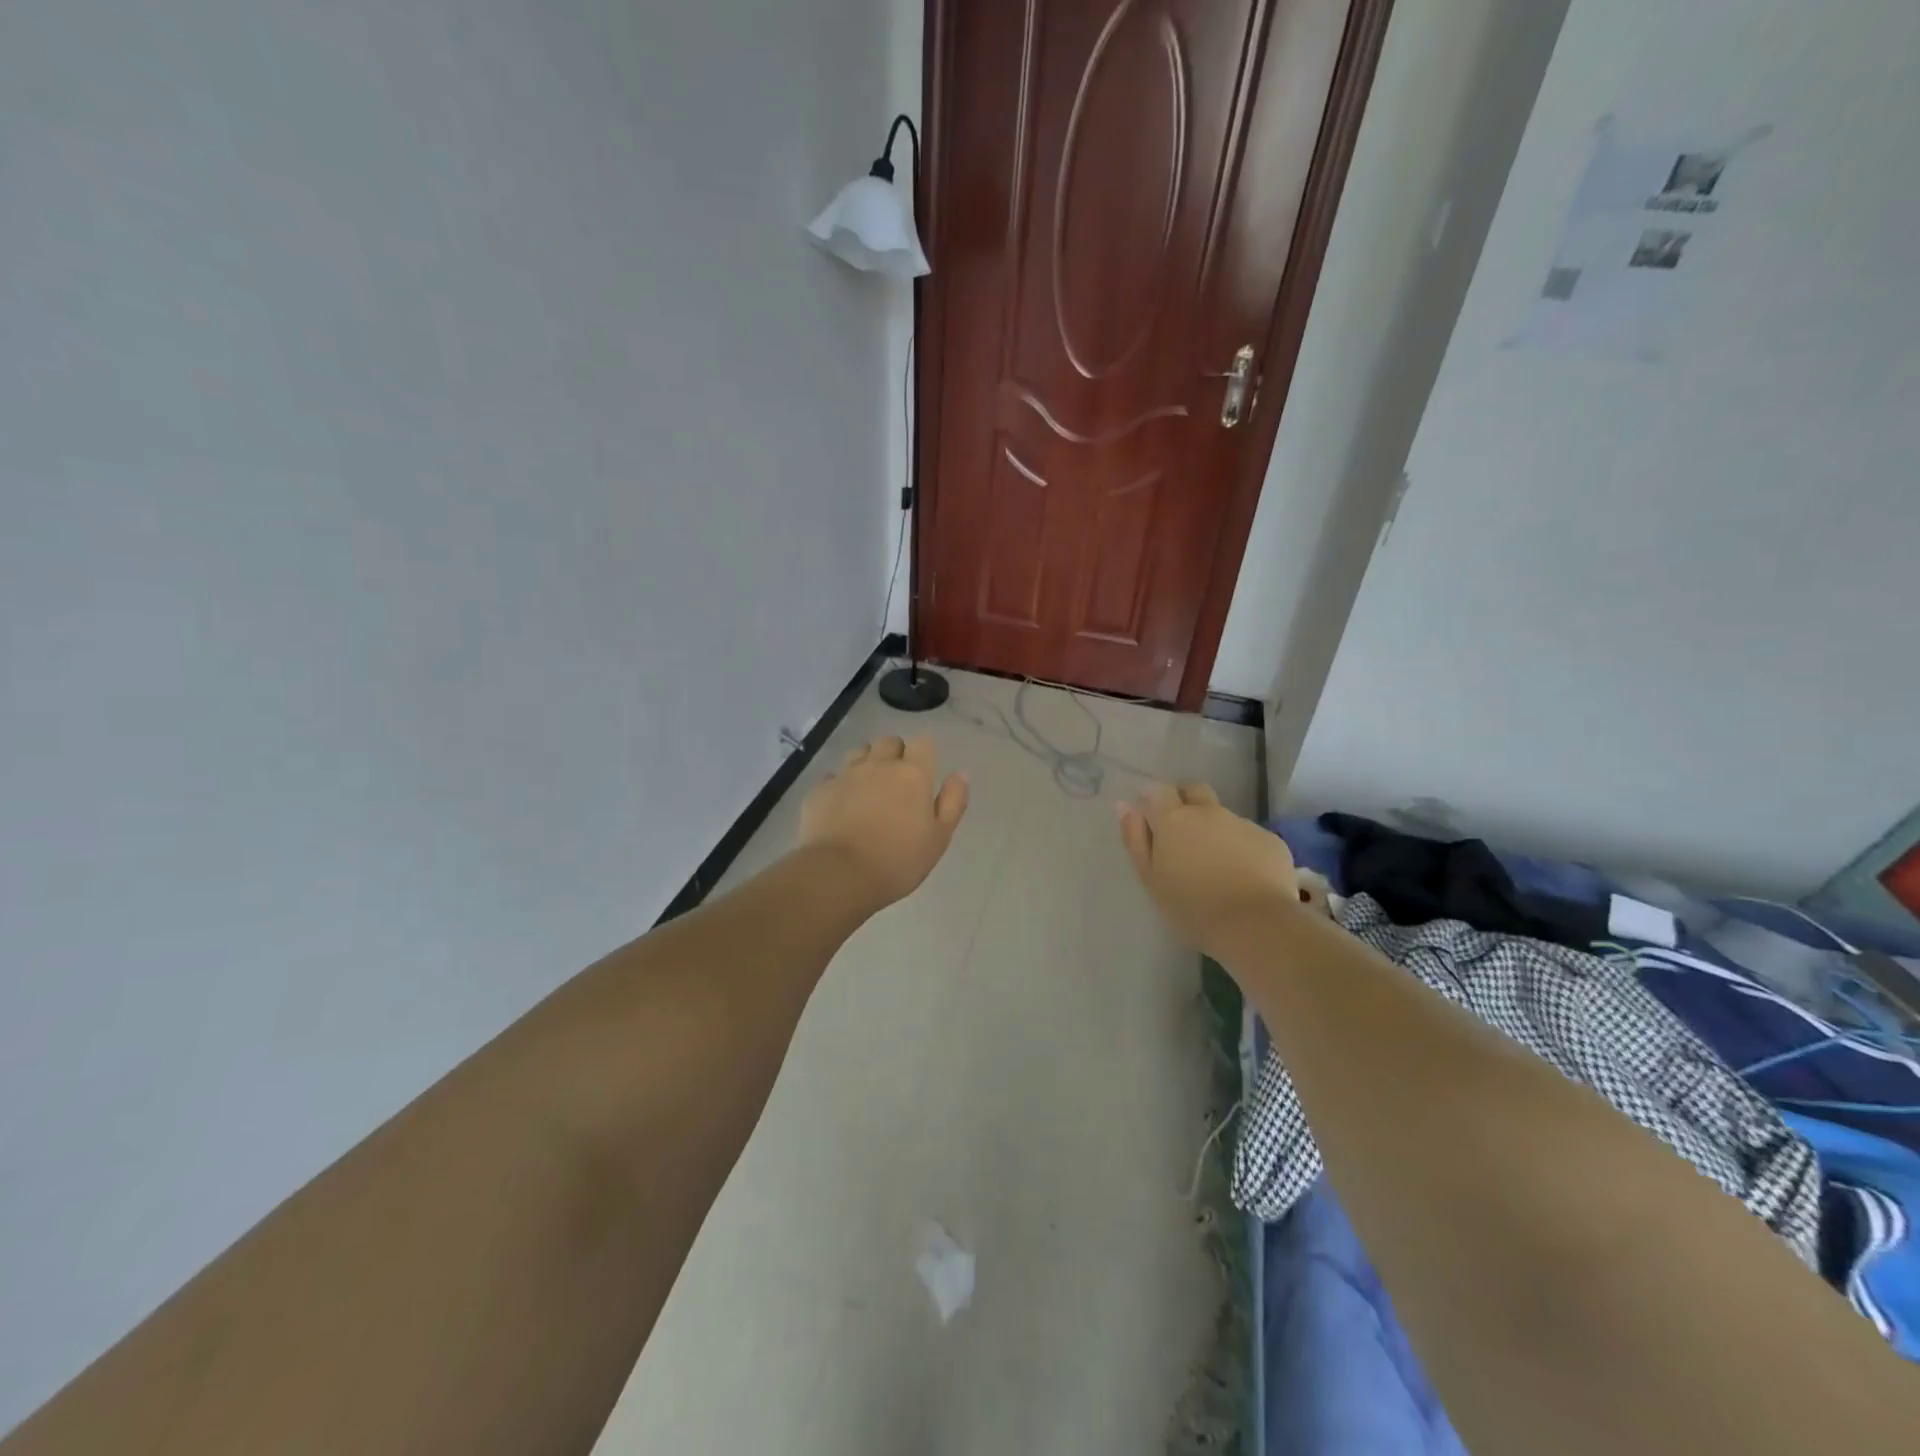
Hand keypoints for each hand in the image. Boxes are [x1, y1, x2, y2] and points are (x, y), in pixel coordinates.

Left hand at [799, 735, 969, 908]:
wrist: (840, 874)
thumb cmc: (898, 860)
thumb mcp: (939, 837)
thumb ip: (953, 802)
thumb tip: (961, 773)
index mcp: (912, 774)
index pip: (923, 742)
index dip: (924, 753)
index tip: (924, 772)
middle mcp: (878, 765)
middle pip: (888, 742)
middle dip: (894, 754)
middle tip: (897, 782)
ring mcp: (845, 775)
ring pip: (858, 753)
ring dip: (866, 763)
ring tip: (867, 790)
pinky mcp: (819, 790)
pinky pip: (832, 777)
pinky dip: (839, 786)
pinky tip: (840, 807)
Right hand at [1117, 783, 1298, 951]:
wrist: (1255, 925)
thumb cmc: (1192, 908)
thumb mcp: (1151, 879)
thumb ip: (1135, 839)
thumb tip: (1125, 806)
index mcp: (1174, 820)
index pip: (1158, 790)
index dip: (1153, 799)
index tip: (1151, 818)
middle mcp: (1208, 812)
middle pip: (1194, 790)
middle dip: (1185, 801)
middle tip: (1182, 833)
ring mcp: (1242, 824)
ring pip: (1223, 817)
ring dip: (1215, 830)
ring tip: (1216, 866)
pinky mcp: (1270, 840)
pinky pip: (1249, 837)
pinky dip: (1242, 849)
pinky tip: (1244, 877)